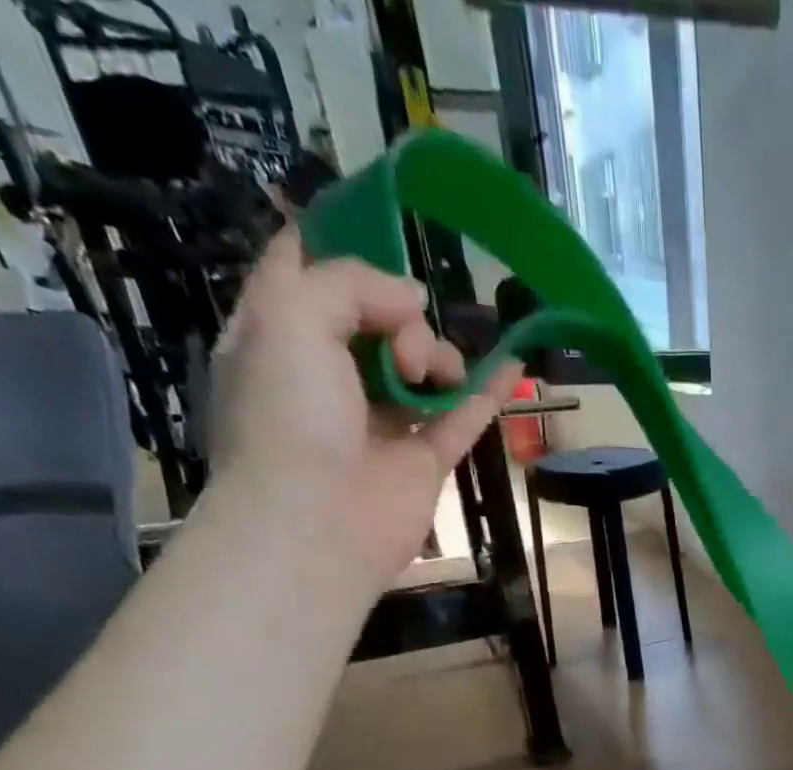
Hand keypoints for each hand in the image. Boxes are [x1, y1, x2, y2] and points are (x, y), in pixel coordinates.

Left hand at [207, 229, 521, 591]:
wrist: (317, 522)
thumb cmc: (288, 416)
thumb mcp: (292, 317)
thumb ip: (351, 284)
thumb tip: (413, 298)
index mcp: (278, 338)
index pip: (303, 274)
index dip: (333, 246)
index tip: (375, 224)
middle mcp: (328, 377)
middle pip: (374, 318)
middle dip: (395, 311)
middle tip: (400, 335)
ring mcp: (380, 420)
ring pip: (421, 365)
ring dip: (435, 353)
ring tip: (429, 373)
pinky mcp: (424, 459)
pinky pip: (463, 415)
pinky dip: (486, 389)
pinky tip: (514, 361)